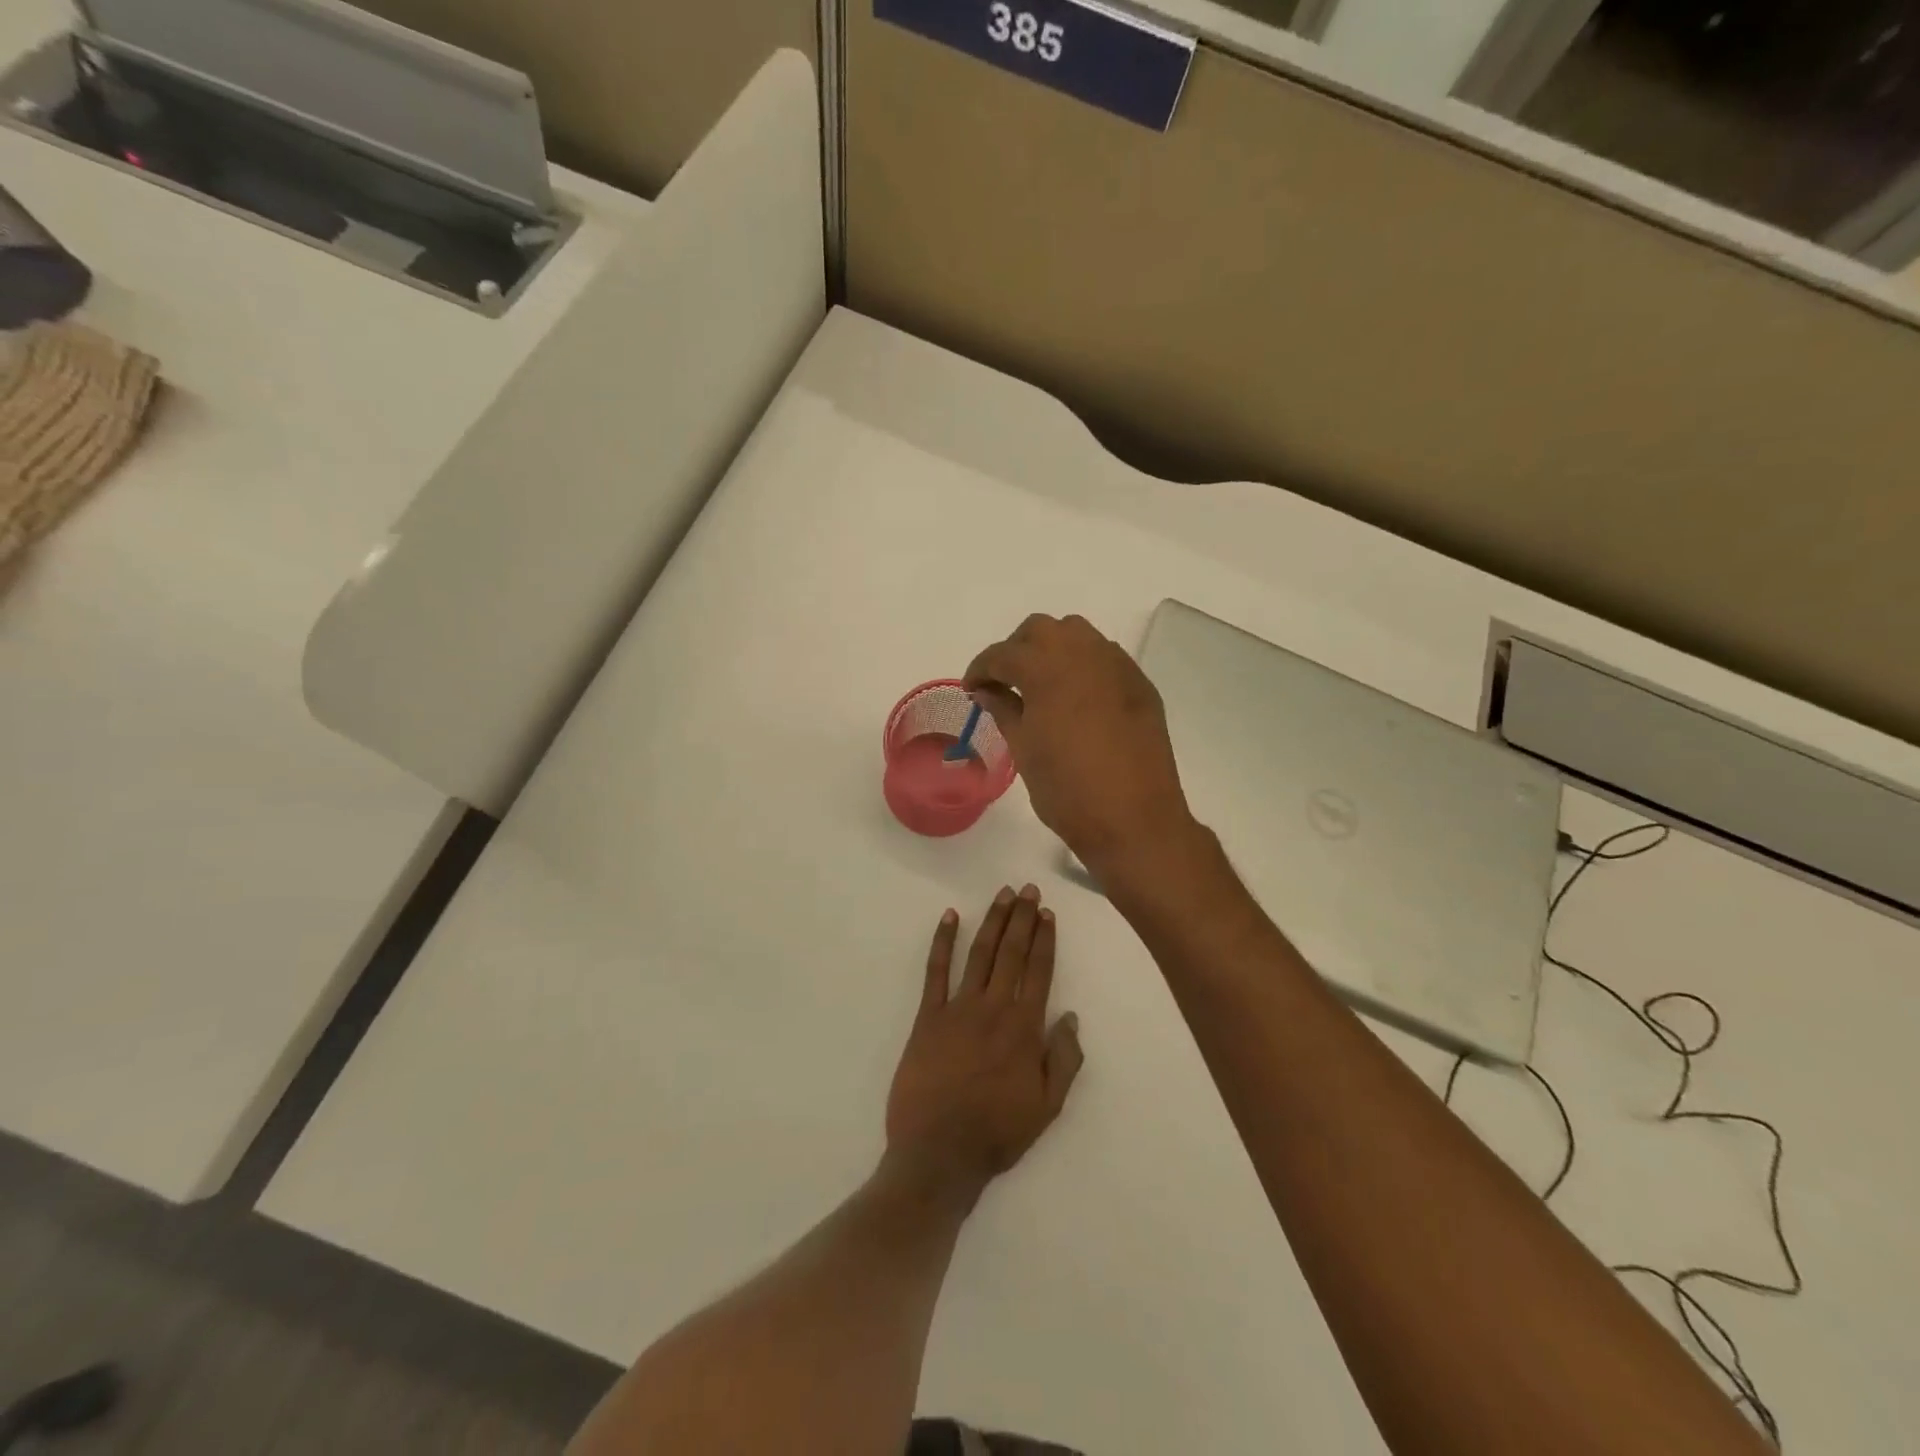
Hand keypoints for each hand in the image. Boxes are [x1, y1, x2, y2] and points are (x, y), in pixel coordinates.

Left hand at [885, 886, 1084, 1207]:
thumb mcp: (1047, 1107)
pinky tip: (949, 917)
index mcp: (1024, 1029)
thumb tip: (1071, 1017)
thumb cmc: (997, 1133)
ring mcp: (958, 1009)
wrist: (939, 1153)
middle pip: (1011, 953)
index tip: (1048, 913)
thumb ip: (1064, 1060)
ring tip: (1002, 894)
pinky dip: (942, 942)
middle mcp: (994, 1009)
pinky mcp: (928, 1017)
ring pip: (980, 954)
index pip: (1039, 972)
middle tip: (1028, 889)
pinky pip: (936, 972)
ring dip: (992, 921)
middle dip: (1022, 918)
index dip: (1044, 940)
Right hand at [966, 614, 1196, 870]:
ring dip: (1052, 650)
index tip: (972, 689)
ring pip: (1078, 635)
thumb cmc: (1068, 791)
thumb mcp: (1024, 750)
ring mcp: (1118, 667)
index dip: (981, 669)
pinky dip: (1083, 665)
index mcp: (1048, 669)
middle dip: (1017, 650)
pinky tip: (1076, 698)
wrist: (1134, 820)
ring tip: (1041, 686)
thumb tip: (986, 690)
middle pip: (1041, 630)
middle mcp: (1085, 654)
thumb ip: (1003, 709)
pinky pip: (1105, 657)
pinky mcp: (1140, 685)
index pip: (1004, 654)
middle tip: (1005, 682)